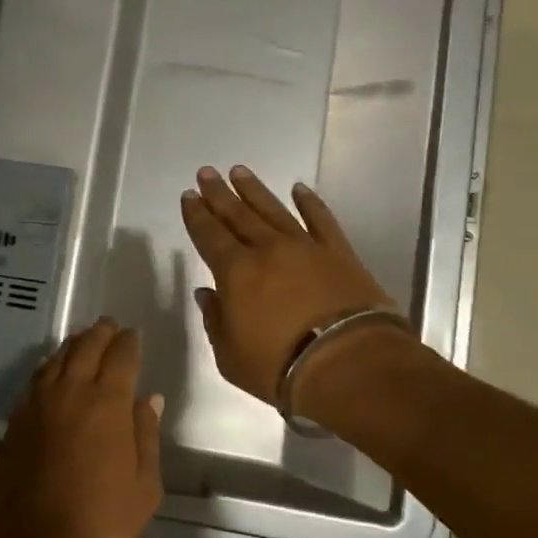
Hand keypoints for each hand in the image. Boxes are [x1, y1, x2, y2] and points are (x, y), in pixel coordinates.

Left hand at [0, 318, 163, 537]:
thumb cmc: (100, 520)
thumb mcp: (143, 486)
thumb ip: (146, 436)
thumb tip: (149, 399)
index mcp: (108, 403)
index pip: (121, 357)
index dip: (129, 343)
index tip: (133, 335)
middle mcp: (71, 393)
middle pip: (86, 348)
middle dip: (100, 333)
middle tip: (109, 326)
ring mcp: (39, 404)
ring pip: (56, 359)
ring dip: (73, 345)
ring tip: (82, 340)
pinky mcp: (16, 419)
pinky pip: (36, 379)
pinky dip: (49, 366)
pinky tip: (52, 370)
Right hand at [180, 164, 398, 403]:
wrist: (348, 363)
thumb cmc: (279, 366)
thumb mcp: (230, 355)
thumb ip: (215, 320)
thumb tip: (207, 294)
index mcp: (235, 273)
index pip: (209, 236)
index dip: (196, 215)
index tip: (189, 196)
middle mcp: (267, 250)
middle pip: (238, 215)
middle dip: (219, 194)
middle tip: (206, 173)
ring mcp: (305, 247)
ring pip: (274, 210)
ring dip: (255, 191)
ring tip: (239, 171)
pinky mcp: (338, 253)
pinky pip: (321, 219)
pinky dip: (310, 203)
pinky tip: (299, 189)